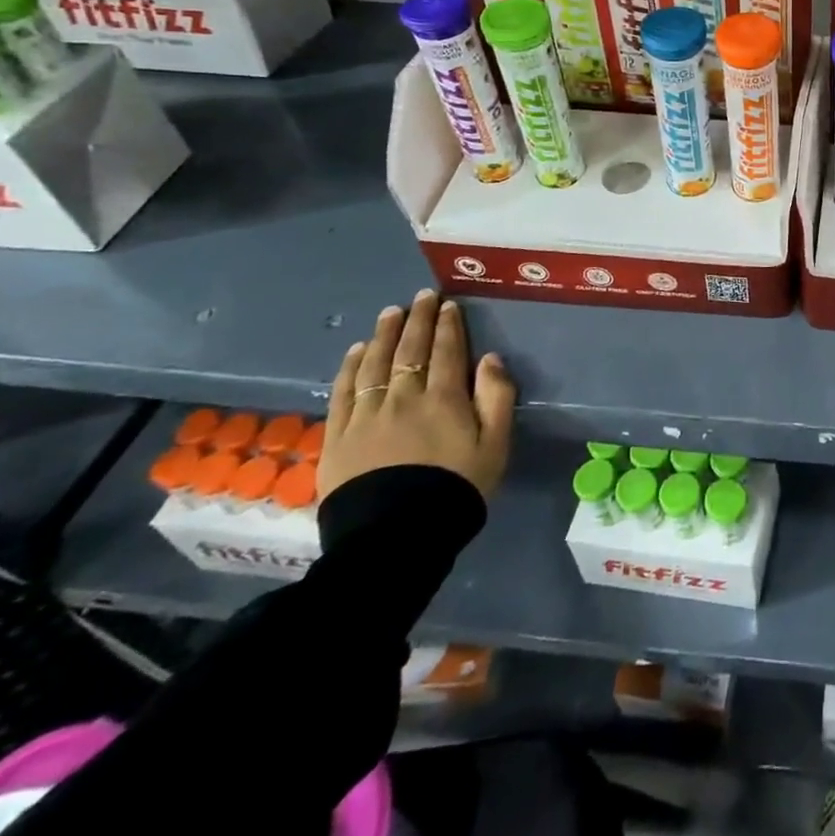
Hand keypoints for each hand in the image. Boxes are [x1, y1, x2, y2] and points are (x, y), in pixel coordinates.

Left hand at [319, 289, 515, 501]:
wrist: (395, 539)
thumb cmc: (456, 489)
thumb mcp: (495, 446)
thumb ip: (497, 398)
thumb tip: (490, 358)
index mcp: (444, 398)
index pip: (447, 351)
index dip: (448, 325)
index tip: (448, 305)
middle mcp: (403, 397)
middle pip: (410, 349)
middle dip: (418, 319)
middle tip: (421, 296)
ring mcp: (366, 415)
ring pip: (375, 363)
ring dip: (384, 334)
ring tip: (390, 313)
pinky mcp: (337, 436)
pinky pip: (343, 391)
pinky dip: (351, 366)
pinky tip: (357, 350)